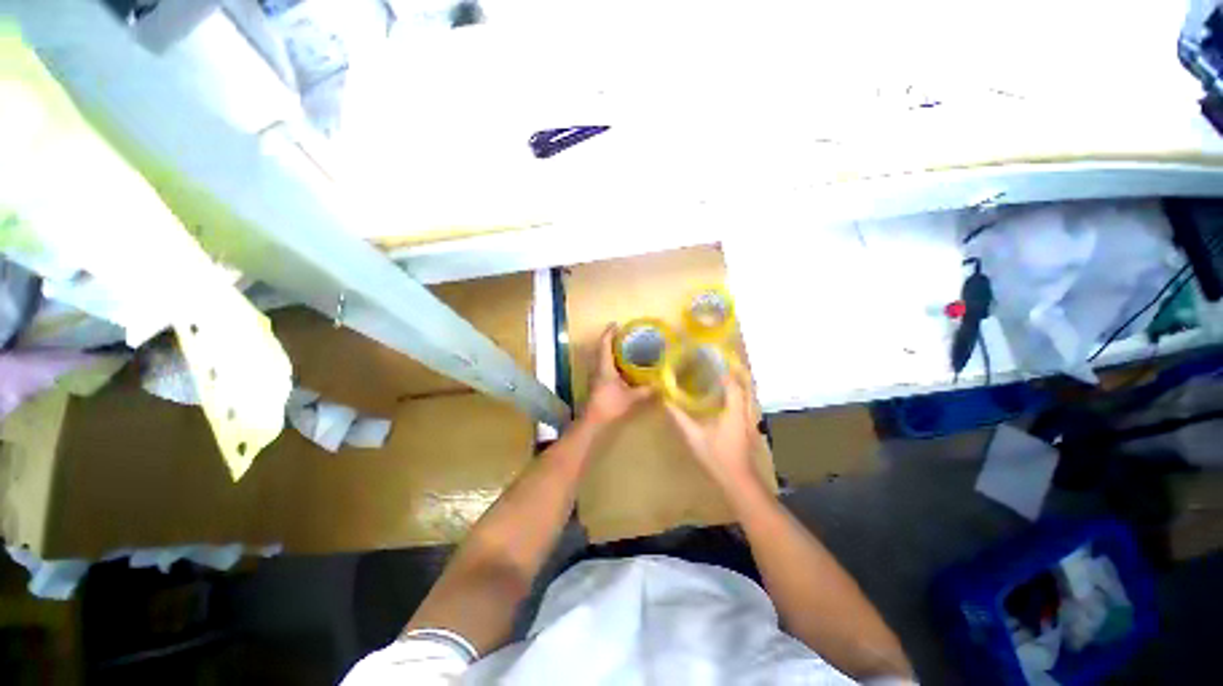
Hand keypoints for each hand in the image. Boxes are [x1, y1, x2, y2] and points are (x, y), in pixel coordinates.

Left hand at [583, 324, 652, 426]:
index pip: (604, 343)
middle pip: (601, 347)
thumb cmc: (610, 405)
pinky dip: (611, 359)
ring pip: (601, 356)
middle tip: (624, 334)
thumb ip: (646, 390)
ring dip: (610, 348)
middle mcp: (598, 366)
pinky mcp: (597, 381)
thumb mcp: (631, 397)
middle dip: (611, 338)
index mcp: (604, 366)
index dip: (609, 332)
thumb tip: (660, 384)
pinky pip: (603, 364)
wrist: (593, 420)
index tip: (617, 324)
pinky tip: (622, 364)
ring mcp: (595, 374)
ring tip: (624, 346)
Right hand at [665, 372, 761, 491]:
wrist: (740, 481)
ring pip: (750, 397)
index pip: (733, 385)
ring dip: (740, 386)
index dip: (725, 374)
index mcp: (735, 412)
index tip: (714, 364)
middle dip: (736, 376)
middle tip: (721, 368)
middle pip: (746, 388)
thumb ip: (680, 418)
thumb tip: (667, 402)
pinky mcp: (752, 429)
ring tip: (725, 380)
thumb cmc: (717, 457)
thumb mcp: (694, 437)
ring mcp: (752, 422)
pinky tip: (730, 402)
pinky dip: (741, 398)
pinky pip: (749, 406)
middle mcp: (747, 413)